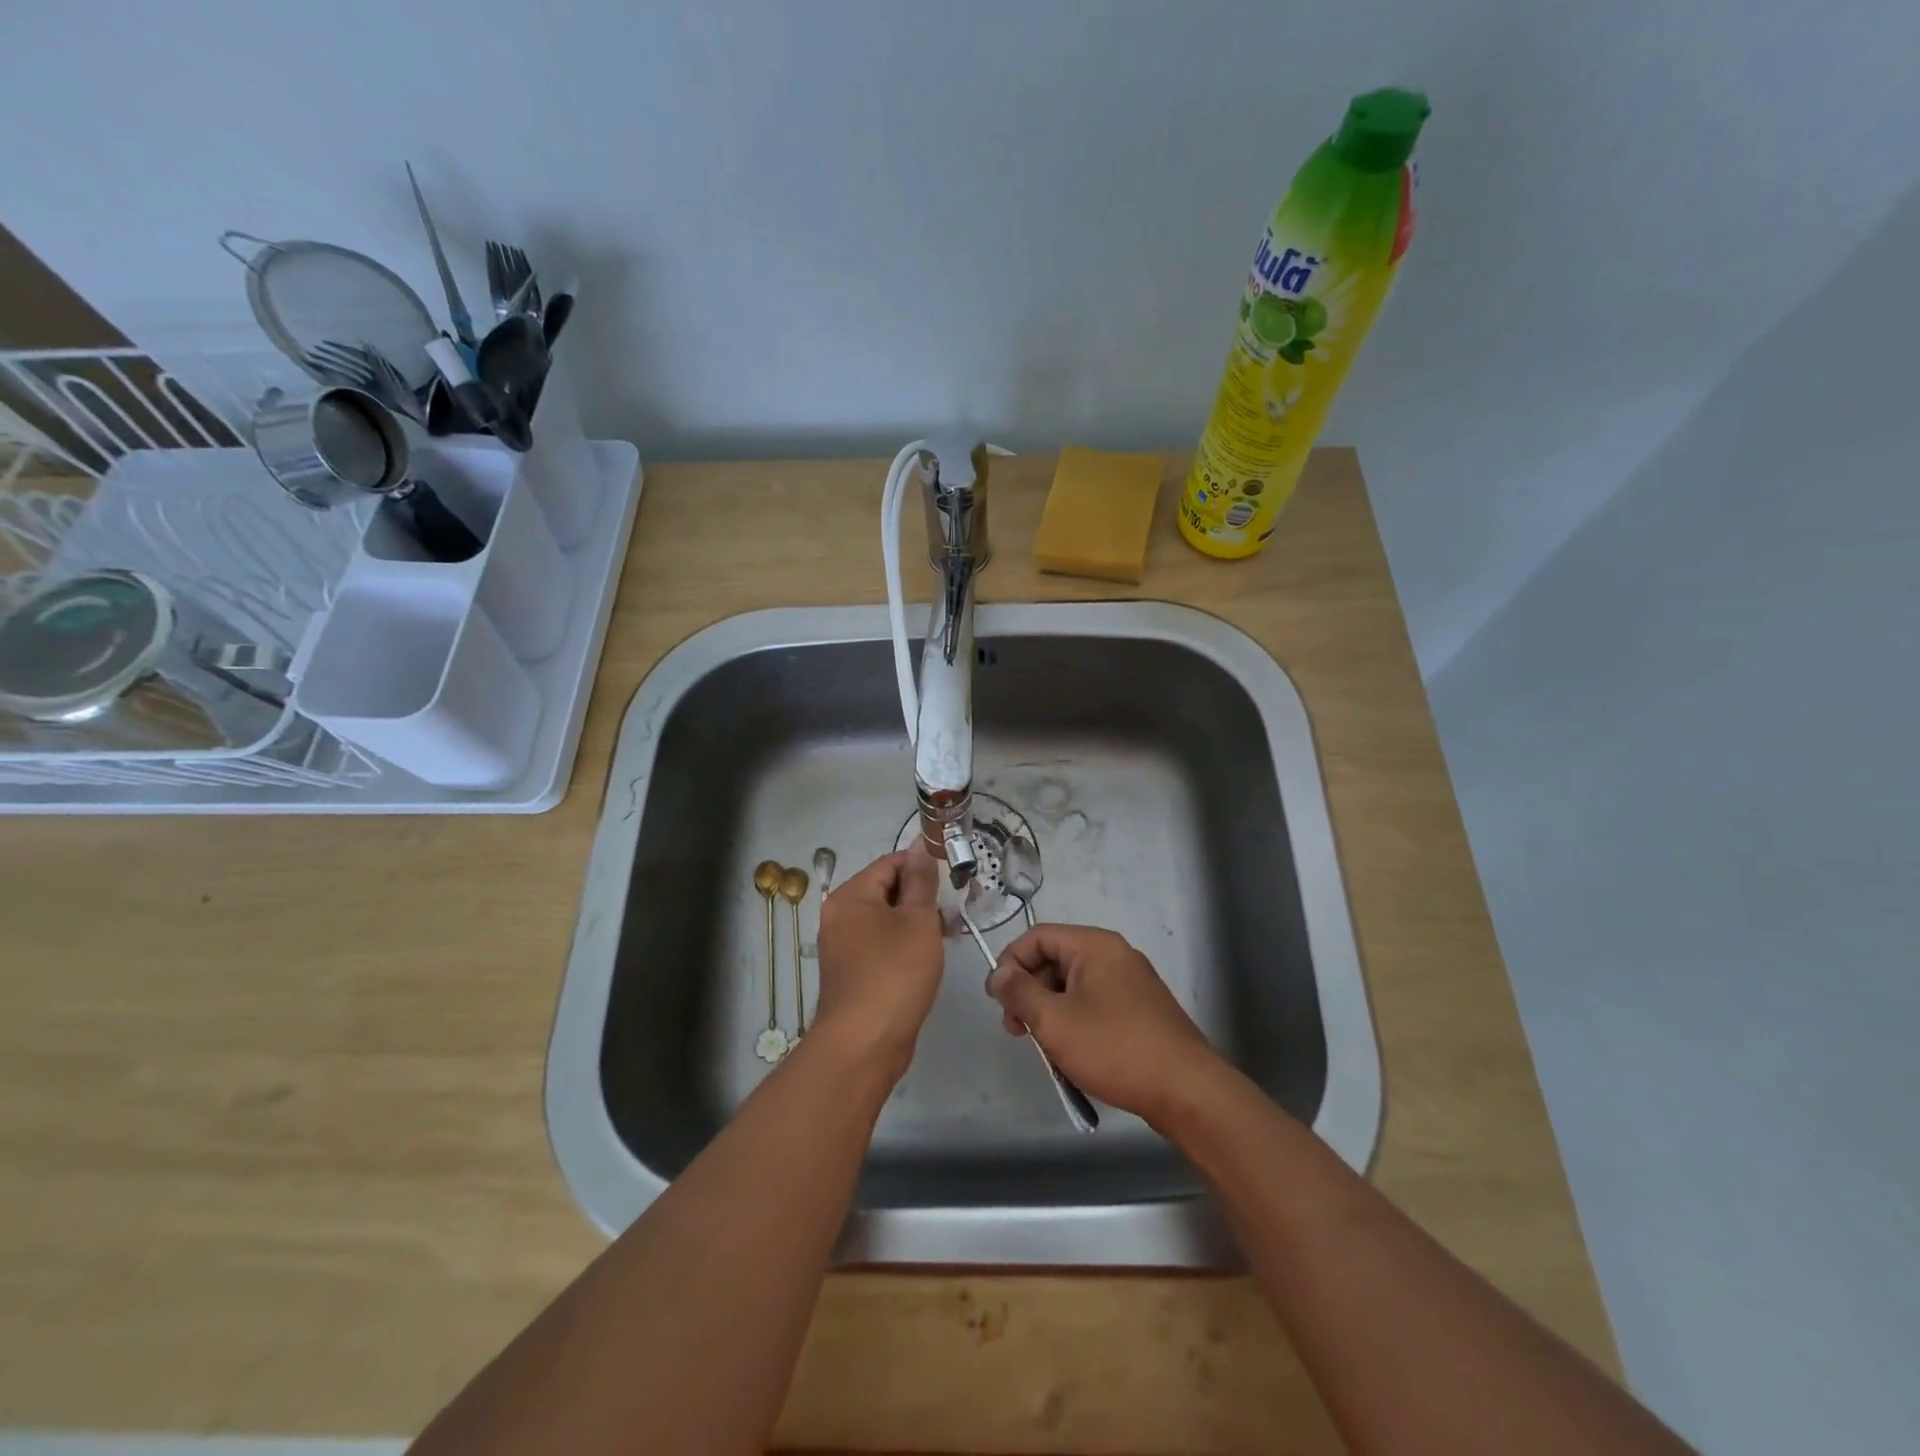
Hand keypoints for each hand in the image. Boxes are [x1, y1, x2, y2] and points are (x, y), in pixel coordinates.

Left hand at [812, 849, 944, 1080]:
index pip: (890, 863)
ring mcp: (843, 947)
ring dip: (916, 922)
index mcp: (850, 897)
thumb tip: (920, 846)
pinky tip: (928, 957)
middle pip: (886, 890)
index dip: (923, 866)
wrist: (864, 1044)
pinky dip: (904, 944)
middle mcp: (839, 916)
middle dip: (922, 897)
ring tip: (948, 934)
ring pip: (886, 920)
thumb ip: (921, 881)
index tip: (954, 880)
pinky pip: (881, 945)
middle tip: (956, 910)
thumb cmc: (894, 974)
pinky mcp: (852, 973)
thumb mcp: (917, 921)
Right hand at [986, 924, 1221, 1125]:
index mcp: (1094, 945)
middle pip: (1054, 959)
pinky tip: (1071, 1052)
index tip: (997, 1001)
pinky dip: (1074, 1021)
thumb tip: (998, 974)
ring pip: (1073, 985)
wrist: (1186, 1090)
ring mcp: (1130, 982)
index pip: (1037, 937)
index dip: (1010, 963)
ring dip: (1049, 1010)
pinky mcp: (1140, 1010)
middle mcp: (1114, 955)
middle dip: (1028, 991)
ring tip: (1042, 1046)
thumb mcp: (1054, 1020)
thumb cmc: (1114, 1047)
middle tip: (1016, 1029)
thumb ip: (1019, 992)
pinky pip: (1094, 1003)